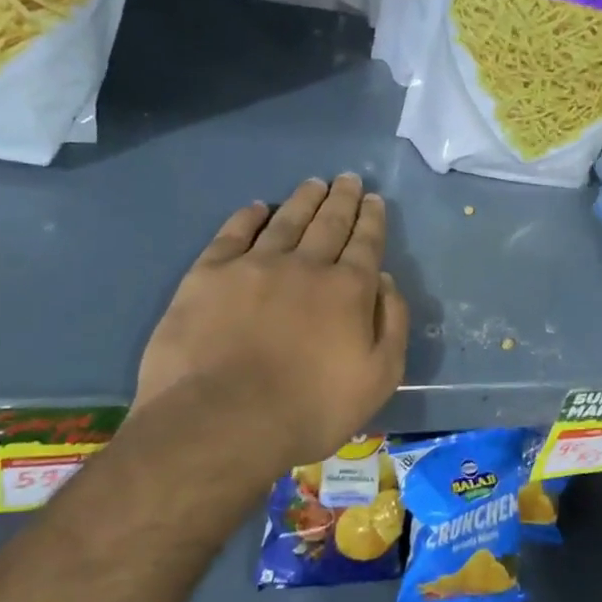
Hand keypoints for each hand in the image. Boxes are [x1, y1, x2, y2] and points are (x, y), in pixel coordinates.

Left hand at [133, 175, 409, 467]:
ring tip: (314, 183)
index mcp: (348, 289)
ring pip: (286, 220)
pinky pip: (233, 233)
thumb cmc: (310, 409)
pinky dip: (248, 216)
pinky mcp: (209, 274)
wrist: (223, 421)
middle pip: (329, 222)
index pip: (366, 243)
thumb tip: (385, 281)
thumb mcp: (379, 378)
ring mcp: (254, 265)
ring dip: (303, 199)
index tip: (374, 200)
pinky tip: (257, 207)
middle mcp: (305, 265)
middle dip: (343, 199)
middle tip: (349, 179)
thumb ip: (392, 324)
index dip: (372, 219)